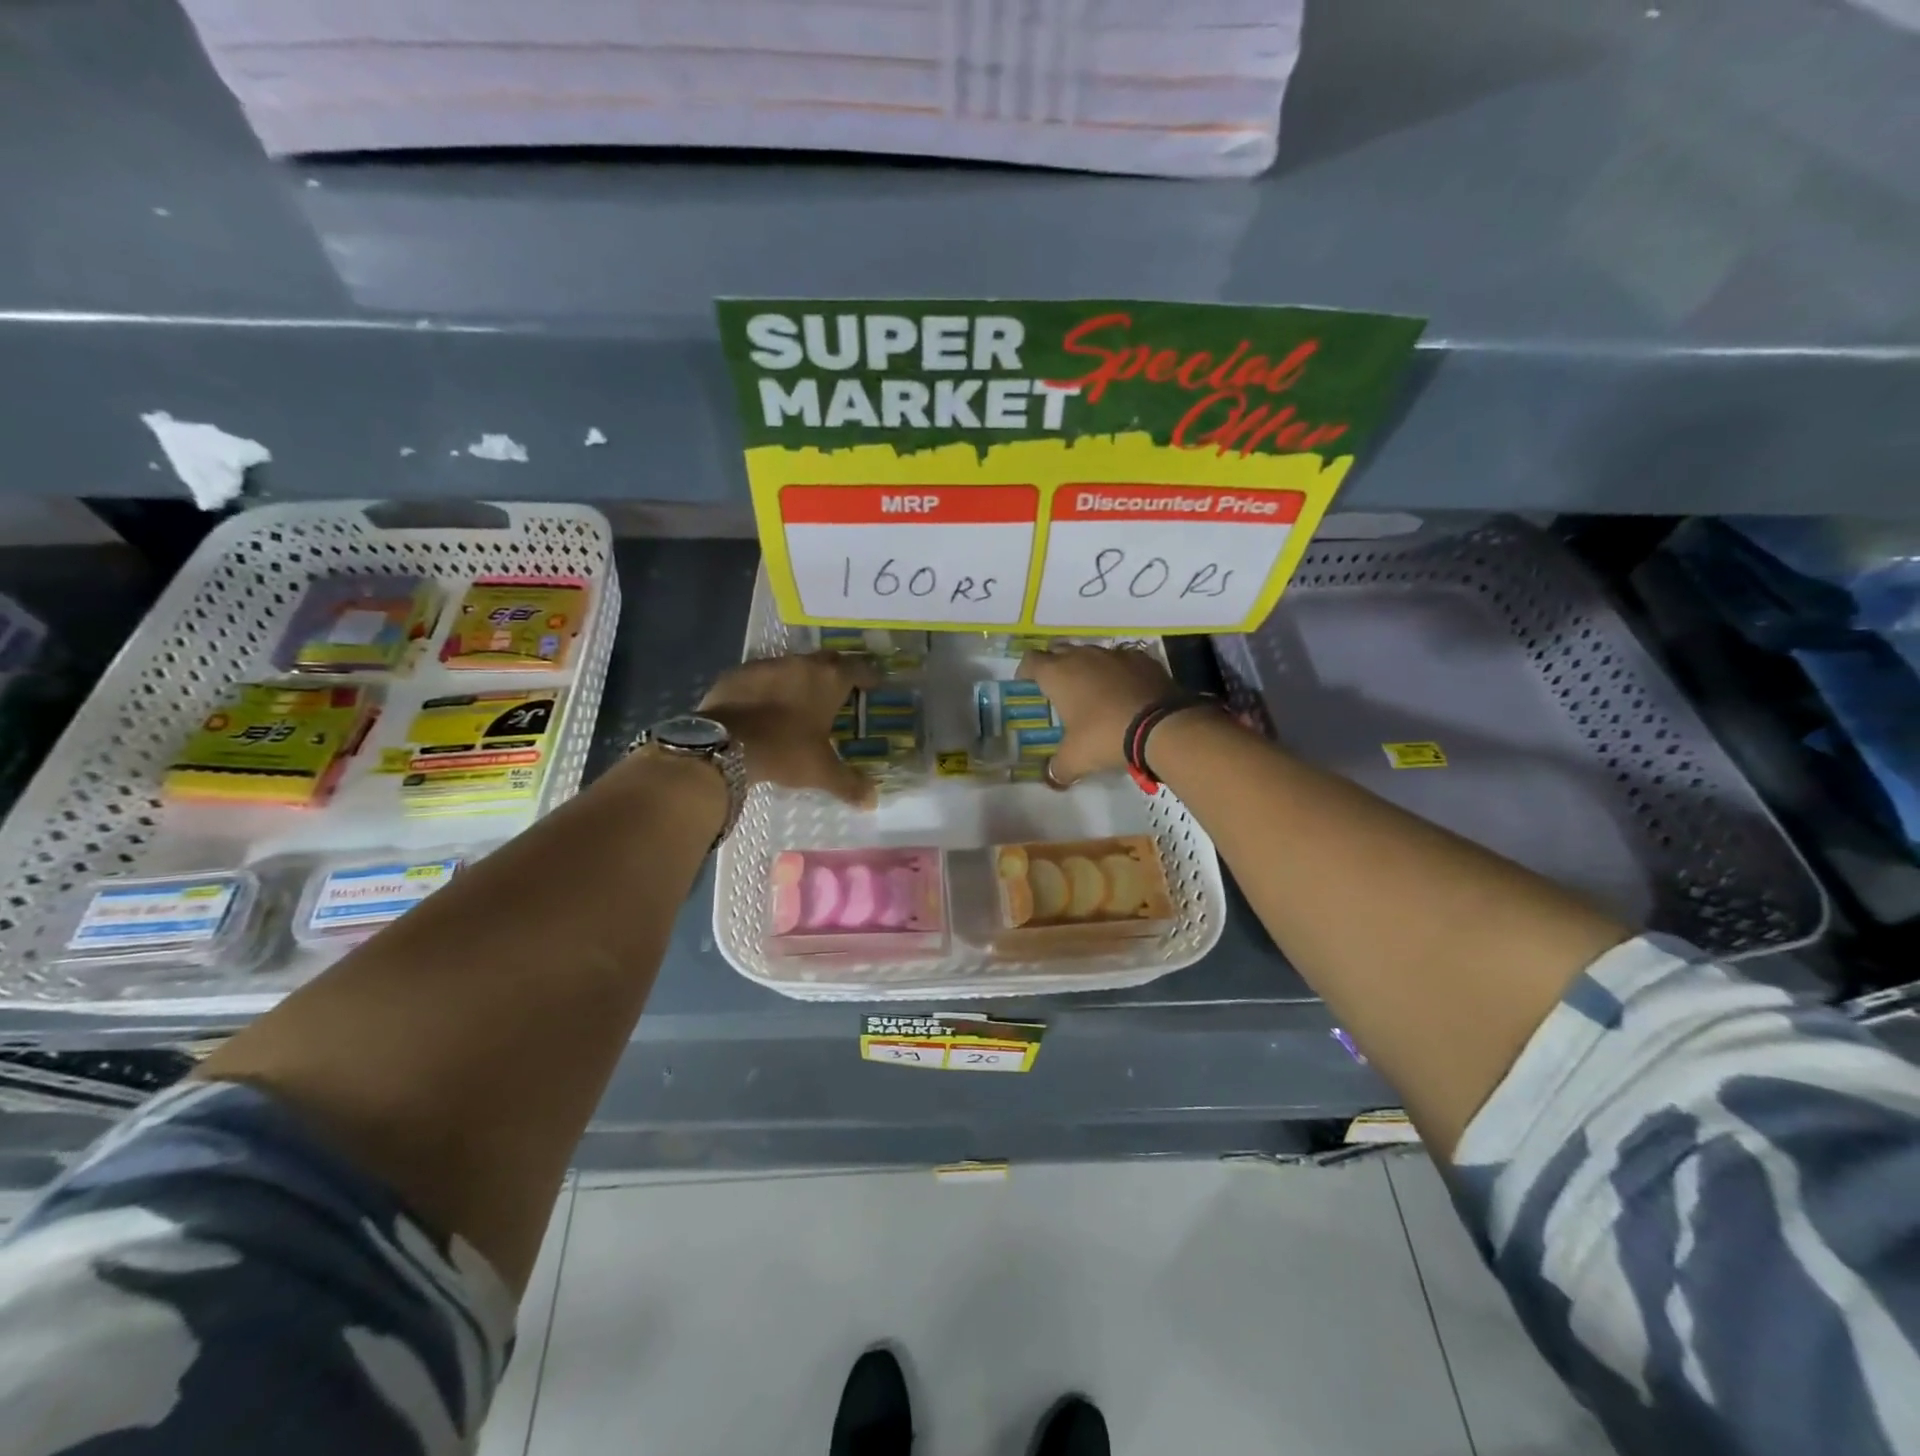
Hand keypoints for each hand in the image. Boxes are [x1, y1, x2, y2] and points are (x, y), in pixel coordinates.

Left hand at [699, 652, 880, 805]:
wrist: (725, 745)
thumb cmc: (784, 751)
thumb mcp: (821, 771)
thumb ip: (849, 783)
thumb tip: (872, 802)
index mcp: (829, 680)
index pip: (858, 668)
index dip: (868, 676)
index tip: (873, 684)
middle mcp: (801, 664)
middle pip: (827, 660)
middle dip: (836, 672)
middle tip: (840, 691)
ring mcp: (767, 665)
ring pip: (792, 666)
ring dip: (800, 679)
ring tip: (801, 700)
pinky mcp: (738, 673)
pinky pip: (762, 676)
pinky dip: (769, 687)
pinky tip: (765, 706)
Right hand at [1017, 644, 1174, 786]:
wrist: (1161, 726)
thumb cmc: (1105, 736)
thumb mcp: (1075, 759)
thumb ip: (1058, 768)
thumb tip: (1053, 778)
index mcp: (1058, 674)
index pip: (1031, 660)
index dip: (1026, 671)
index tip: (1027, 685)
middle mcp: (1082, 656)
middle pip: (1059, 651)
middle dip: (1055, 665)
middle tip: (1058, 689)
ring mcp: (1114, 654)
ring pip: (1091, 653)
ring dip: (1087, 668)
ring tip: (1092, 692)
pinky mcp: (1143, 659)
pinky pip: (1121, 661)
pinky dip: (1117, 672)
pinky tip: (1124, 692)